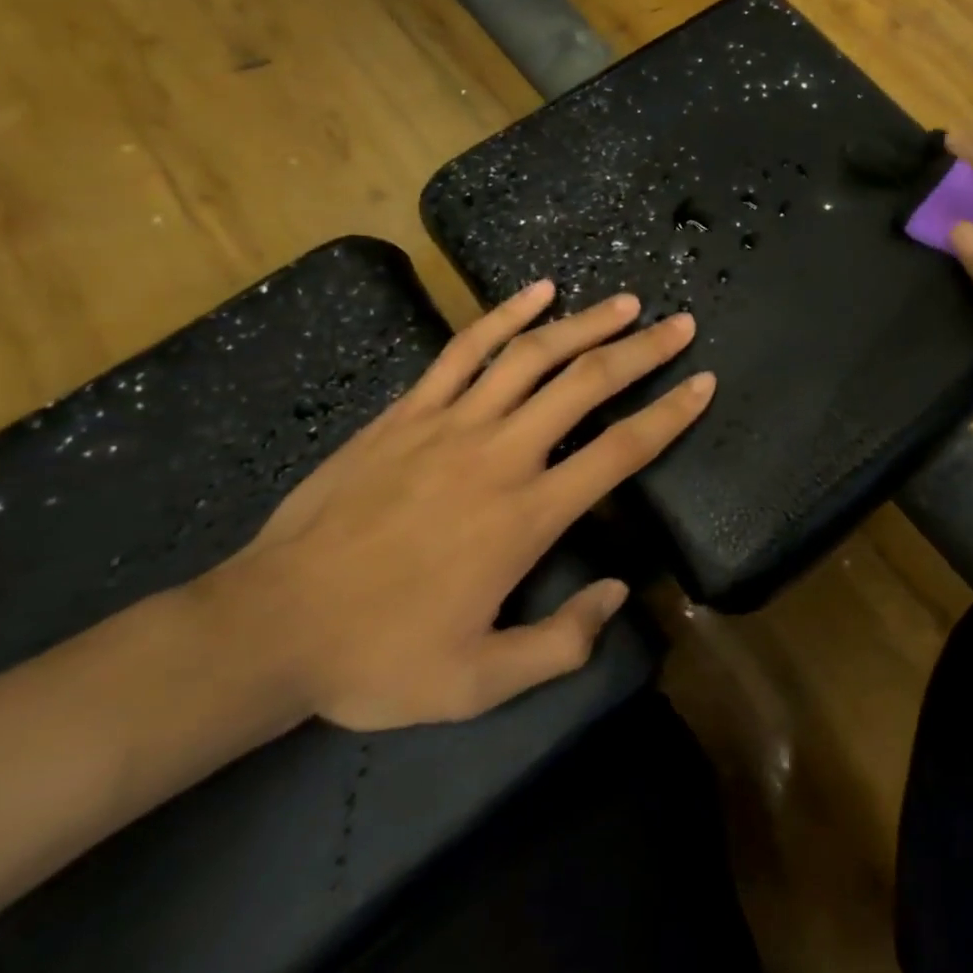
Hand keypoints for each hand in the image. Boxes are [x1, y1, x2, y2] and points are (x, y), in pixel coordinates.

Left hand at [203, 282, 712, 731]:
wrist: (270, 625)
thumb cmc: (379, 656)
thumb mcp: (479, 682)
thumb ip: (561, 642)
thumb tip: (619, 592)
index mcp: (526, 516)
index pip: (619, 451)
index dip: (669, 414)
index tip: (702, 383)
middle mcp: (499, 455)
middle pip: (586, 384)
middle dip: (641, 351)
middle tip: (679, 324)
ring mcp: (449, 424)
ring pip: (532, 356)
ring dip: (586, 323)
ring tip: (627, 303)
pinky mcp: (407, 411)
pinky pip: (464, 350)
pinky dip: (505, 315)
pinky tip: (538, 290)